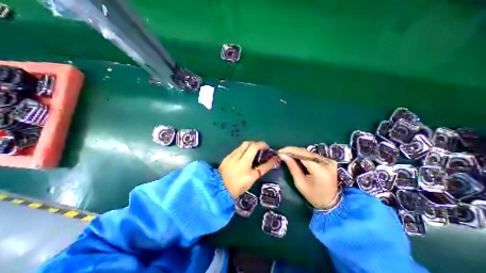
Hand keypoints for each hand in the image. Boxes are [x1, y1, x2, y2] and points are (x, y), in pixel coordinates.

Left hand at [219, 141, 279, 197]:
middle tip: (263, 148)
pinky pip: (238, 148)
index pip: (262, 163)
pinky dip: (245, 148)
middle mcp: (240, 160)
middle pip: (251, 145)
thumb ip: (259, 170)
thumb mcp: (251, 180)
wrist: (218, 188)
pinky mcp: (228, 156)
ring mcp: (232, 157)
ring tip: (255, 149)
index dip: (269, 158)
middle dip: (259, 144)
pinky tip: (245, 153)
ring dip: (252, 144)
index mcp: (247, 170)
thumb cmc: (236, 187)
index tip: (273, 154)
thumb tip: (267, 162)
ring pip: (244, 144)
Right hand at [278, 148, 338, 208]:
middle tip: (282, 152)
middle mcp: (326, 163)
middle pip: (305, 152)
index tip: (280, 151)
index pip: (302, 155)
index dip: (290, 151)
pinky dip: (303, 155)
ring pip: (308, 152)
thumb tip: (282, 155)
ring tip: (286, 153)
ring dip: (297, 152)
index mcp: (319, 170)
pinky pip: (312, 155)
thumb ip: (292, 167)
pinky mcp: (329, 161)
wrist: (331, 203)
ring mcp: (329, 161)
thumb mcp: (300, 183)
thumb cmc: (313, 196)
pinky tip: (295, 156)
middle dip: (292, 151)